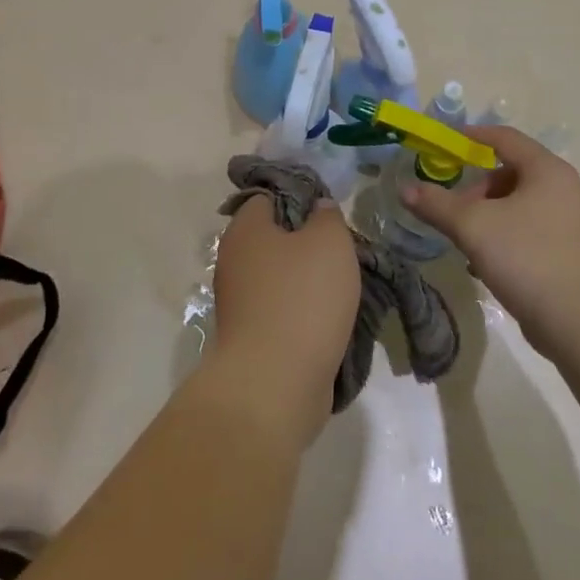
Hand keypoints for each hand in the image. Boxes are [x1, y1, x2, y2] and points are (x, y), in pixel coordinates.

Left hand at [209, 197, 359, 445]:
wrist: (275, 383)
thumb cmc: (303, 298)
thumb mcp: (330, 241)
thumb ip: (327, 216)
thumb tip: (318, 209)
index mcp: (244, 229)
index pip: (268, 197)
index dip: (300, 198)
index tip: (329, 212)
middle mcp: (233, 261)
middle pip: (276, 238)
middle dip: (310, 243)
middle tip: (343, 250)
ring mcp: (239, 302)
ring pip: (282, 277)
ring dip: (310, 281)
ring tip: (345, 287)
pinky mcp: (251, 337)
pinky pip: (282, 311)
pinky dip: (305, 313)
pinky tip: (331, 319)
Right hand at [401, 126, 579, 354]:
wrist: (576, 320)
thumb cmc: (525, 257)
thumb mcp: (473, 226)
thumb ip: (436, 204)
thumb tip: (404, 189)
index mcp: (546, 170)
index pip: (504, 137)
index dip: (472, 136)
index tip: (444, 144)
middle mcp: (561, 187)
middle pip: (509, 172)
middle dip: (475, 187)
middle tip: (450, 207)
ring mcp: (567, 218)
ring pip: (516, 202)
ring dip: (485, 213)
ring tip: (463, 237)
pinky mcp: (565, 247)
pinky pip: (526, 226)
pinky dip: (502, 232)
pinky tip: (483, 259)